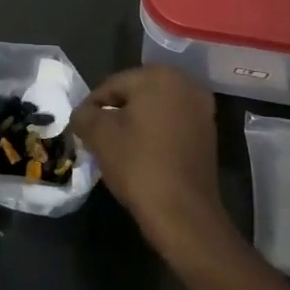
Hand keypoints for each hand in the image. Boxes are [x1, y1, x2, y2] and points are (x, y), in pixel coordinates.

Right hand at [71, 66, 222, 258]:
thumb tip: (83, 114)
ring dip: (135, 124)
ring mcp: (202, 111)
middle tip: (97, 136)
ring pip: (155, 110)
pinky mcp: (208, 135)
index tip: (81, 127)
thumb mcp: (99, 135)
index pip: (113, 85)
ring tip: (116, 147)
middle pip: (136, 94)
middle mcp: (187, 85)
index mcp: (160, 76)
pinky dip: (154, 135)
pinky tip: (141, 155)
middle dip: (115, 113)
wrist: (183, 213)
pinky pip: (171, 126)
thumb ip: (84, 115)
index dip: (92, 106)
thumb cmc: (138, 163)